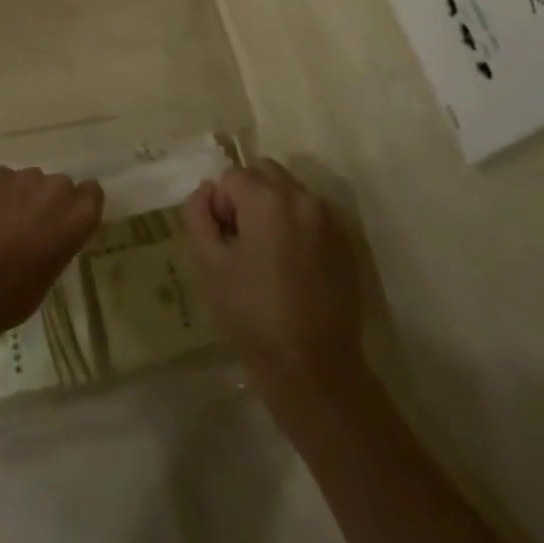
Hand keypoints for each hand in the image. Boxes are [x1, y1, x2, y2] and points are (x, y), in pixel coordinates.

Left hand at [0, 166, 103, 349]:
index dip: (77, 206)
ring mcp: (23, 176)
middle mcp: (57, 187)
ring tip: (1, 224)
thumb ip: (60, 240)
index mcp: (79, 214)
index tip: (65, 222)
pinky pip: (0, 180)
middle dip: (47, 201)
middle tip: (30, 227)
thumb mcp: (53, 271)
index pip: (92, 193)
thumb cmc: (16, 294)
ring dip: (21, 196)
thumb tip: (48, 234)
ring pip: (28, 181)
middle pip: (59, 185)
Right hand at [181, 160, 373, 415]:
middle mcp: (302, 197)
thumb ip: (198, 214)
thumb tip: (206, 191)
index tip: (224, 242)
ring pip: (289, 190)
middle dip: (247, 195)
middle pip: (264, 172)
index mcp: (268, 199)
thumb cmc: (252, 315)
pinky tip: (291, 266)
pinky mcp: (345, 243)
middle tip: (241, 241)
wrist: (314, 370)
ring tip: (266, 255)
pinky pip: (312, 214)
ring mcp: (329, 219)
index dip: (220, 206)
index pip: (231, 176)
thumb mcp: (208, 264)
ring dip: (272, 207)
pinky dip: (296, 225)